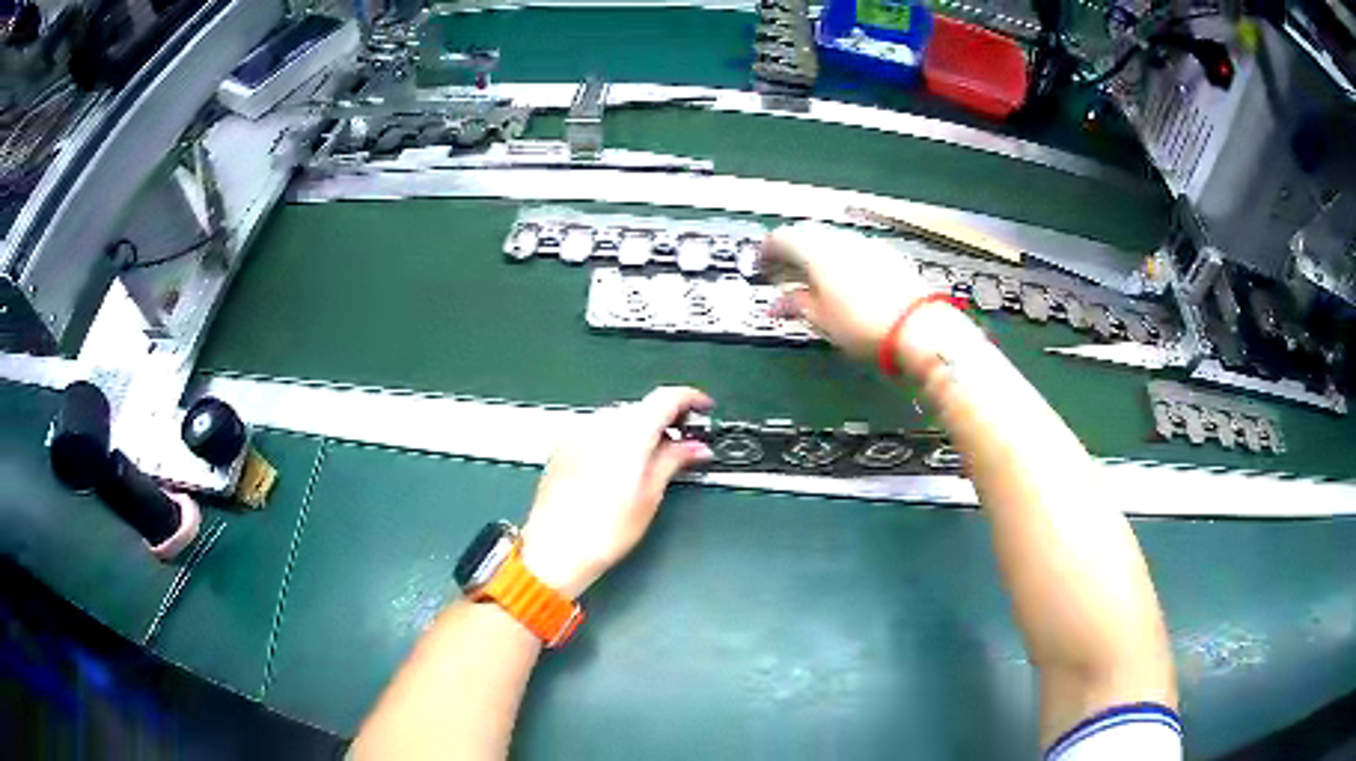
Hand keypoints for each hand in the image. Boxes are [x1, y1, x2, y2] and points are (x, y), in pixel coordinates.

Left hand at [521, 386, 713, 598]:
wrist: (555, 550)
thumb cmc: (604, 531)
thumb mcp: (650, 496)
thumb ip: (673, 461)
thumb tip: (694, 447)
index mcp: (628, 433)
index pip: (666, 397)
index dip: (690, 398)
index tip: (704, 409)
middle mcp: (600, 424)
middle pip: (642, 406)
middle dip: (667, 418)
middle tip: (686, 442)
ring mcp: (578, 433)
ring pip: (620, 417)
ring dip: (642, 428)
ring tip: (656, 457)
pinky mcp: (563, 446)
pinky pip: (598, 430)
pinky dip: (617, 438)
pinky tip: (623, 463)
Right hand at [761, 222, 931, 358]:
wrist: (918, 329)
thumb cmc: (863, 326)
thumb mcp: (821, 320)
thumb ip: (796, 305)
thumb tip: (778, 303)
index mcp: (817, 251)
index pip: (781, 239)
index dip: (766, 252)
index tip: (759, 267)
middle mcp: (841, 240)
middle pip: (807, 235)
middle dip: (790, 252)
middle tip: (781, 274)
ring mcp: (867, 245)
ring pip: (832, 242)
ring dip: (816, 256)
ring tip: (811, 281)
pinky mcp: (889, 256)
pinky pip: (854, 251)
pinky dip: (840, 261)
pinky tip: (842, 282)